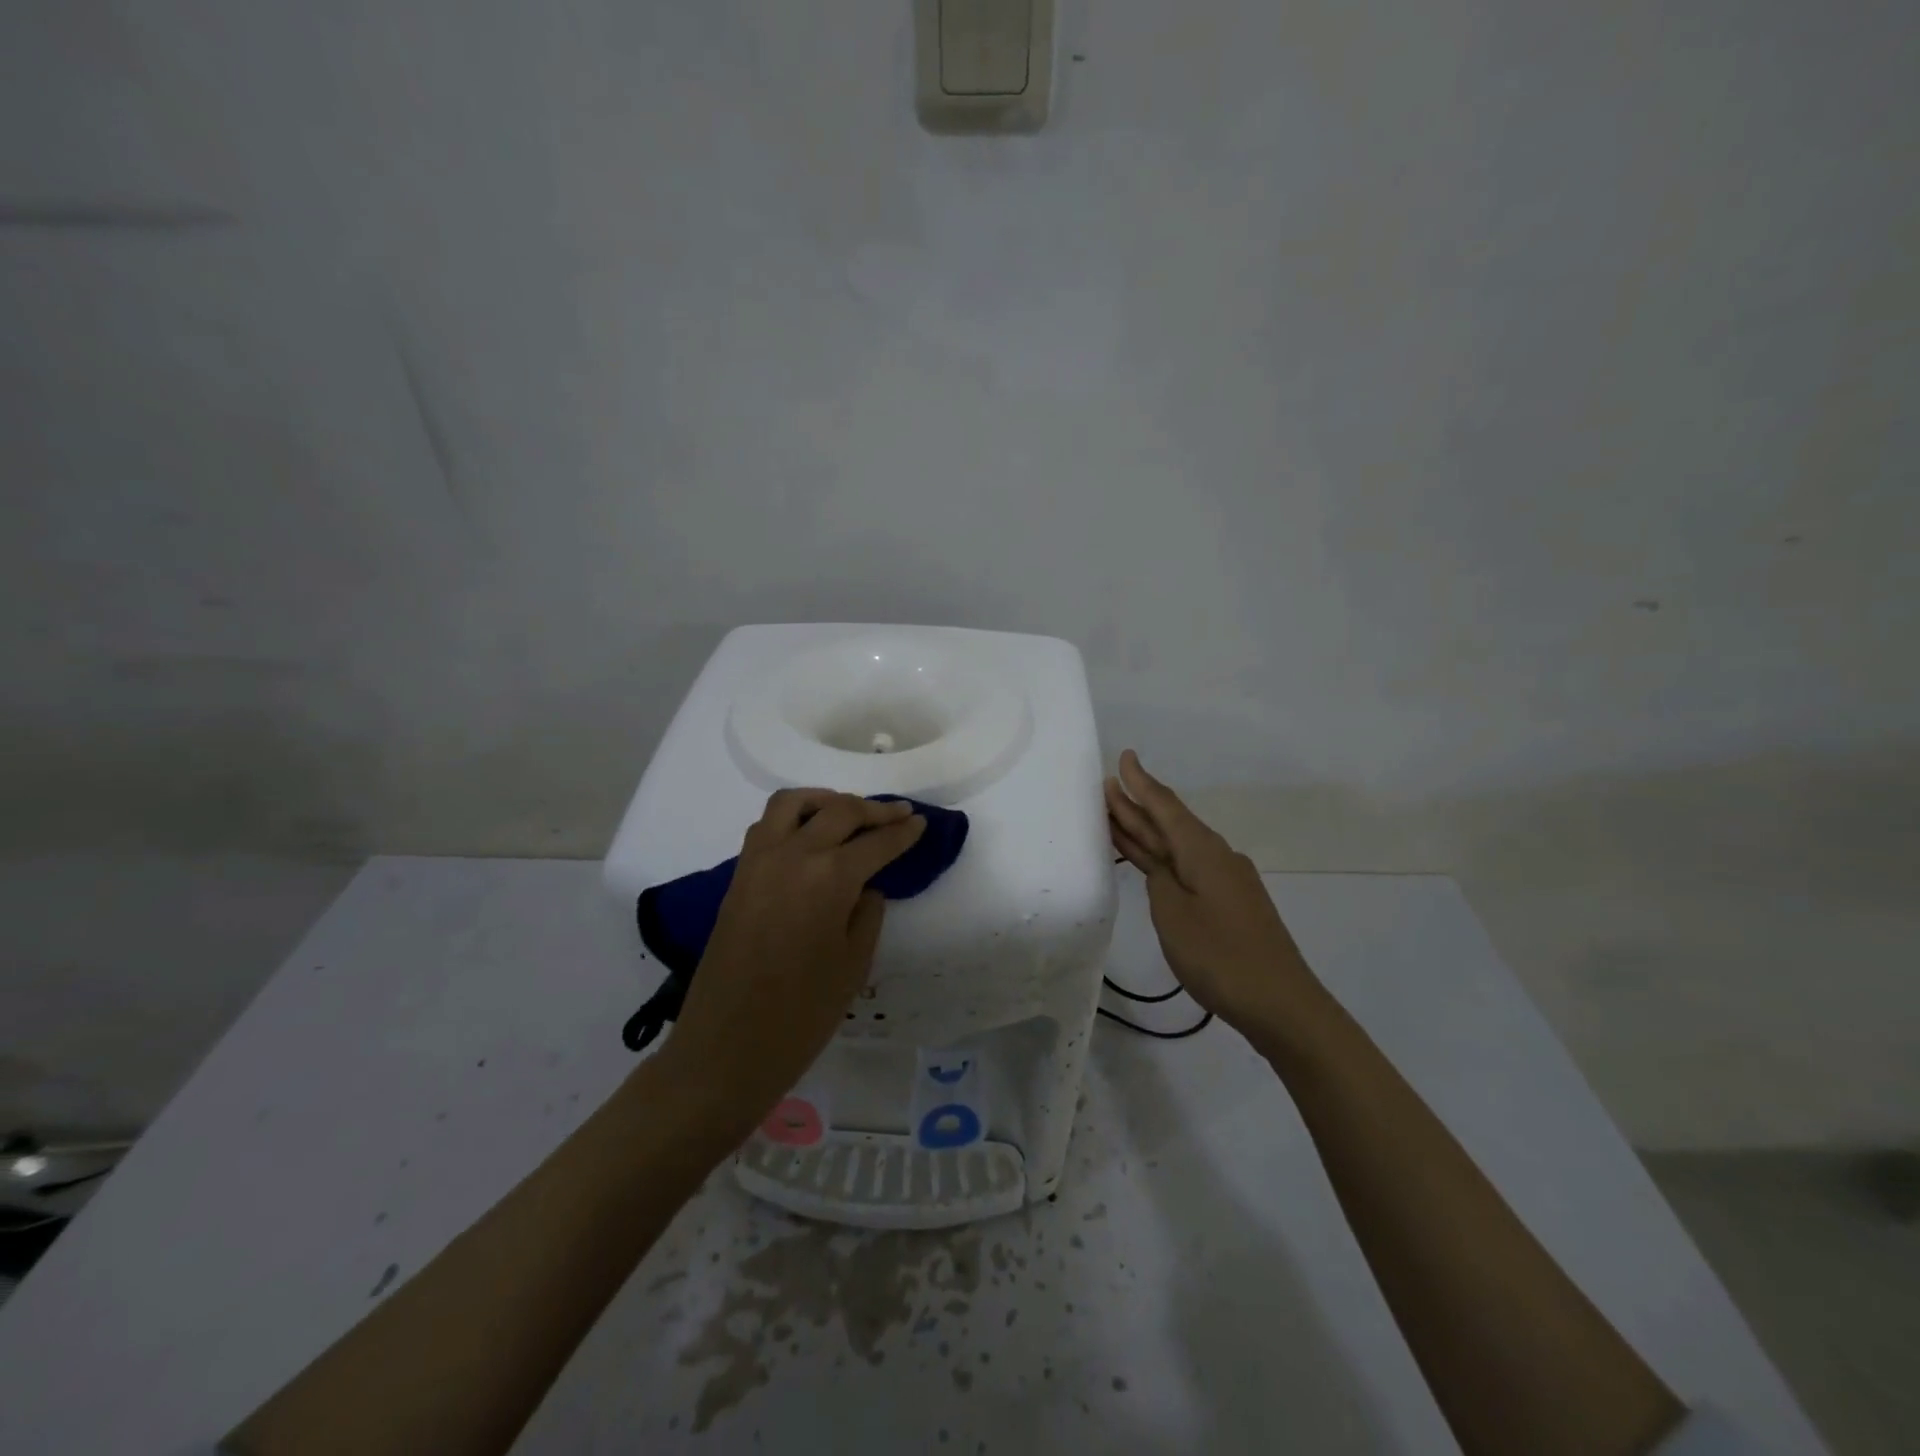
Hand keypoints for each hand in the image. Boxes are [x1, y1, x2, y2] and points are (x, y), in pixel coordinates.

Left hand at [656, 789, 925, 1139]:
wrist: (727, 1046)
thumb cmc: (802, 1014)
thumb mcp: (854, 964)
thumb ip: (867, 913)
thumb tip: (866, 886)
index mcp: (830, 877)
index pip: (876, 842)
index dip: (903, 832)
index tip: (920, 823)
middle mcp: (793, 855)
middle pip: (839, 811)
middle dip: (874, 810)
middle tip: (898, 814)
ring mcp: (759, 861)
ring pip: (793, 804)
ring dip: (826, 801)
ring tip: (848, 814)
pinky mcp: (737, 875)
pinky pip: (767, 826)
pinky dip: (794, 818)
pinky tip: (809, 837)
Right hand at [1105, 750, 1316, 1039]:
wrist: (1281, 1004)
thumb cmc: (1221, 956)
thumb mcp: (1173, 915)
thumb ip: (1159, 881)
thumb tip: (1160, 867)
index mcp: (1203, 852)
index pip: (1165, 807)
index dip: (1141, 783)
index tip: (1124, 757)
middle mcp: (1216, 857)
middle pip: (1170, 824)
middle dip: (1138, 805)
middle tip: (1106, 787)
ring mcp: (1225, 881)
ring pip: (1177, 847)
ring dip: (1147, 832)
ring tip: (1116, 815)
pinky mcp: (1228, 904)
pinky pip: (1186, 868)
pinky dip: (1162, 859)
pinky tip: (1150, 861)